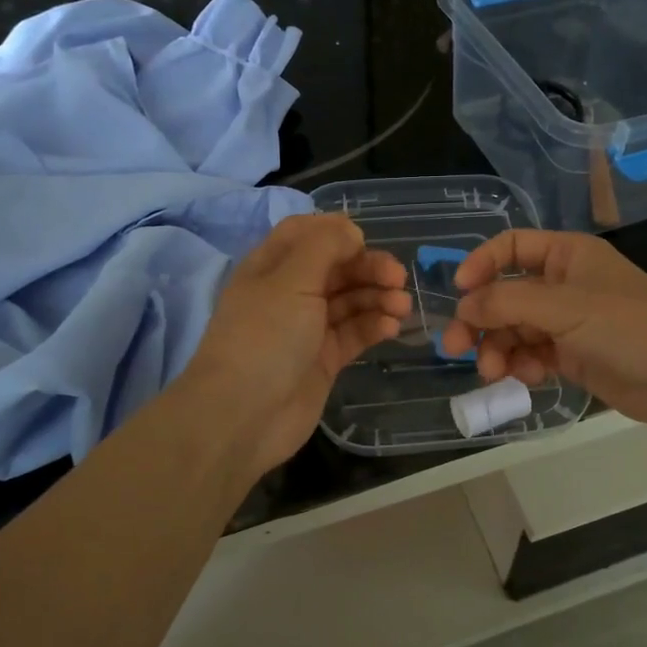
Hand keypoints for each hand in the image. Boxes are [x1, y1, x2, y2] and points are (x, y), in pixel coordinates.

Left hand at [183, 213, 410, 474]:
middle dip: (368, 268)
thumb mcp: (291, 280)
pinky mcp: (324, 360)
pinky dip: (373, 326)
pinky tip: (391, 327)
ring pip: (349, 301)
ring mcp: (307, 328)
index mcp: (271, 267)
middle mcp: (289, 294)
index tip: (365, 241)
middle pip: (335, 268)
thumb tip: (351, 231)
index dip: (337, 233)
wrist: (244, 415)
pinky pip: (354, 334)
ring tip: (402, 306)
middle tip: (398, 278)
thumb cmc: (264, 337)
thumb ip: (324, 247)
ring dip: (377, 298)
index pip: (306, 234)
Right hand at [439, 230, 646, 433]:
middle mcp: (564, 285)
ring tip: (494, 373)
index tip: (459, 292)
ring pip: (515, 330)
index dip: (481, 265)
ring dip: (498, 349)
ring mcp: (568, 323)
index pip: (511, 247)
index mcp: (567, 255)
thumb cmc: (628, 326)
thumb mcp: (564, 306)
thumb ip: (507, 302)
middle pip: (506, 295)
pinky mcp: (573, 357)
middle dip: (481, 321)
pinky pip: (532, 355)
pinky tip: (528, 378)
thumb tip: (463, 306)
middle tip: (456, 349)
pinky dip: (522, 366)